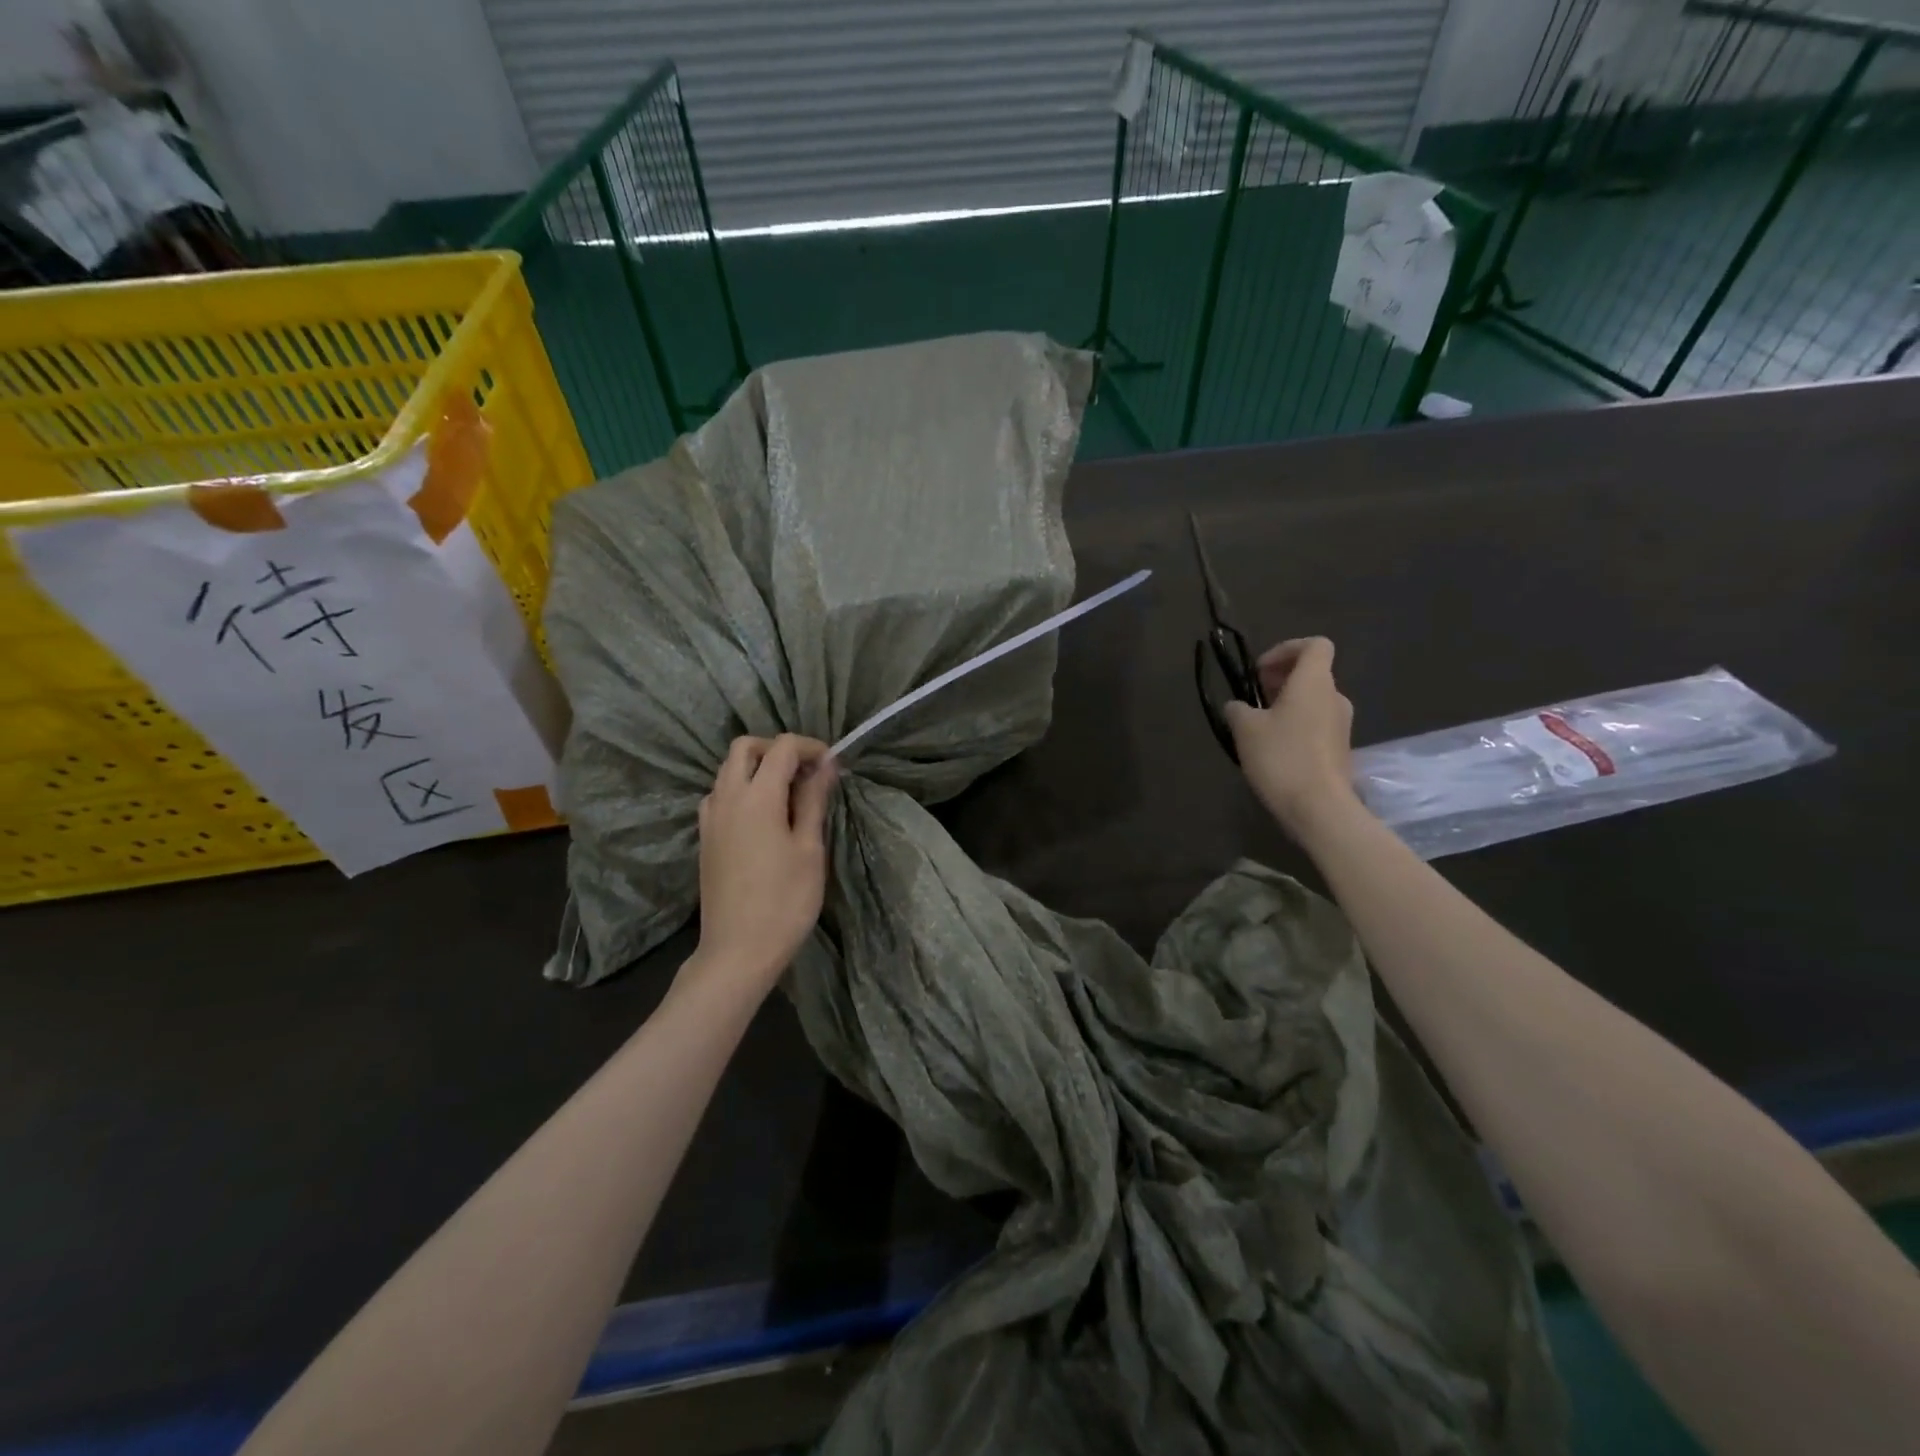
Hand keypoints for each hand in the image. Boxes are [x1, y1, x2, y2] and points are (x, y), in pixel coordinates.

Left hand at [693, 735, 835, 987]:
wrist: (738, 951)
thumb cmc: (785, 900)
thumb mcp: (809, 848)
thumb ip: (814, 800)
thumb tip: (826, 765)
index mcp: (756, 797)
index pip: (781, 748)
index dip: (810, 748)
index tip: (833, 767)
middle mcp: (726, 798)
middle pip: (745, 747)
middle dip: (777, 750)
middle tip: (807, 774)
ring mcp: (710, 818)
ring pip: (728, 770)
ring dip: (758, 768)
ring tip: (789, 795)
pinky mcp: (705, 838)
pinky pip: (721, 795)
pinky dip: (743, 790)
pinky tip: (765, 818)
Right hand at [1224, 637, 1357, 835]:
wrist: (1319, 807)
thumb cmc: (1282, 757)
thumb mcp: (1245, 729)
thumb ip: (1238, 709)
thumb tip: (1237, 706)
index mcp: (1314, 682)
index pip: (1314, 645)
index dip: (1285, 649)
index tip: (1260, 671)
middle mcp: (1334, 697)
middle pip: (1312, 673)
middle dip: (1281, 679)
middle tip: (1254, 698)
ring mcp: (1341, 724)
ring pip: (1313, 700)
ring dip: (1286, 704)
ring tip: (1258, 726)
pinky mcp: (1339, 749)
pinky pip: (1316, 724)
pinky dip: (1295, 725)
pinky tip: (1273, 748)